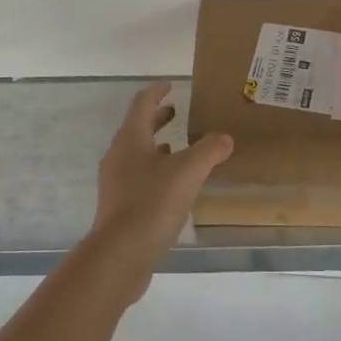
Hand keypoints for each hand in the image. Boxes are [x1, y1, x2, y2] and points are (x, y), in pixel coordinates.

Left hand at [92, 83, 233, 288]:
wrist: (120, 255)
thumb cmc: (152, 203)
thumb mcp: (188, 172)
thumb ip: (209, 150)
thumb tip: (224, 138)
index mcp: (130, 139)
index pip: (142, 104)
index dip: (157, 92)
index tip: (171, 86)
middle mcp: (118, 156)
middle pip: (137, 128)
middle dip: (157, 119)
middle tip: (177, 113)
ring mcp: (116, 182)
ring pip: (137, 154)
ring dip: (157, 146)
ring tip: (179, 147)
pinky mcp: (119, 206)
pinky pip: (138, 177)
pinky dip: (155, 171)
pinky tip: (173, 185)